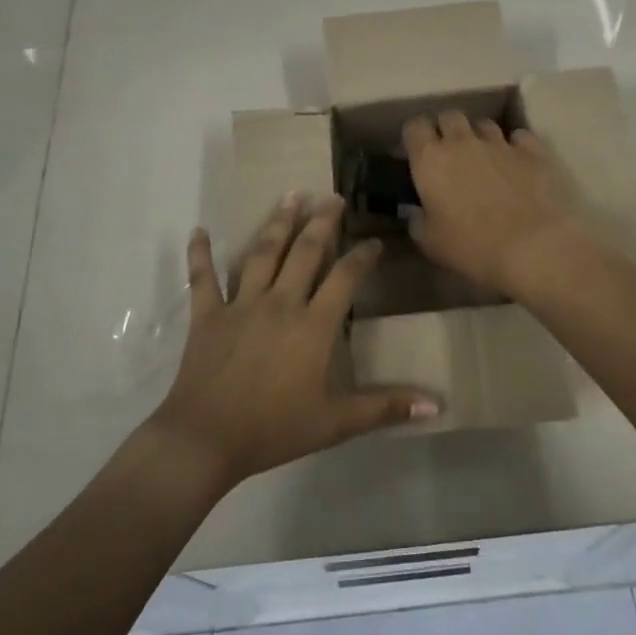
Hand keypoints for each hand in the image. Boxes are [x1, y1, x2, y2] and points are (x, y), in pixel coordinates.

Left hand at [150, 193, 438, 488]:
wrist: (206, 439)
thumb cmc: (274, 430)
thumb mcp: (336, 423)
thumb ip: (385, 408)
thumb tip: (436, 405)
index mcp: (312, 326)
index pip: (345, 278)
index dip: (362, 257)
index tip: (374, 242)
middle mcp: (280, 303)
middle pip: (304, 252)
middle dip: (321, 222)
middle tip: (332, 197)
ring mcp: (240, 305)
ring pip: (262, 254)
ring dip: (277, 223)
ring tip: (290, 195)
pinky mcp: (207, 315)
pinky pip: (202, 278)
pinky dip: (200, 254)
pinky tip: (199, 230)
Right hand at [402, 111, 587, 295]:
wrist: (533, 246)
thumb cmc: (472, 247)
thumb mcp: (431, 243)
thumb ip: (418, 222)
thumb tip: (416, 212)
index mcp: (431, 160)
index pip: (415, 126)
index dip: (415, 135)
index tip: (417, 150)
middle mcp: (463, 142)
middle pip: (450, 116)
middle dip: (447, 128)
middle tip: (449, 152)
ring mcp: (500, 143)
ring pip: (484, 124)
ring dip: (480, 136)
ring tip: (484, 157)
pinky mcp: (533, 151)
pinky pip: (520, 137)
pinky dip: (516, 145)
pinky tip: (517, 162)